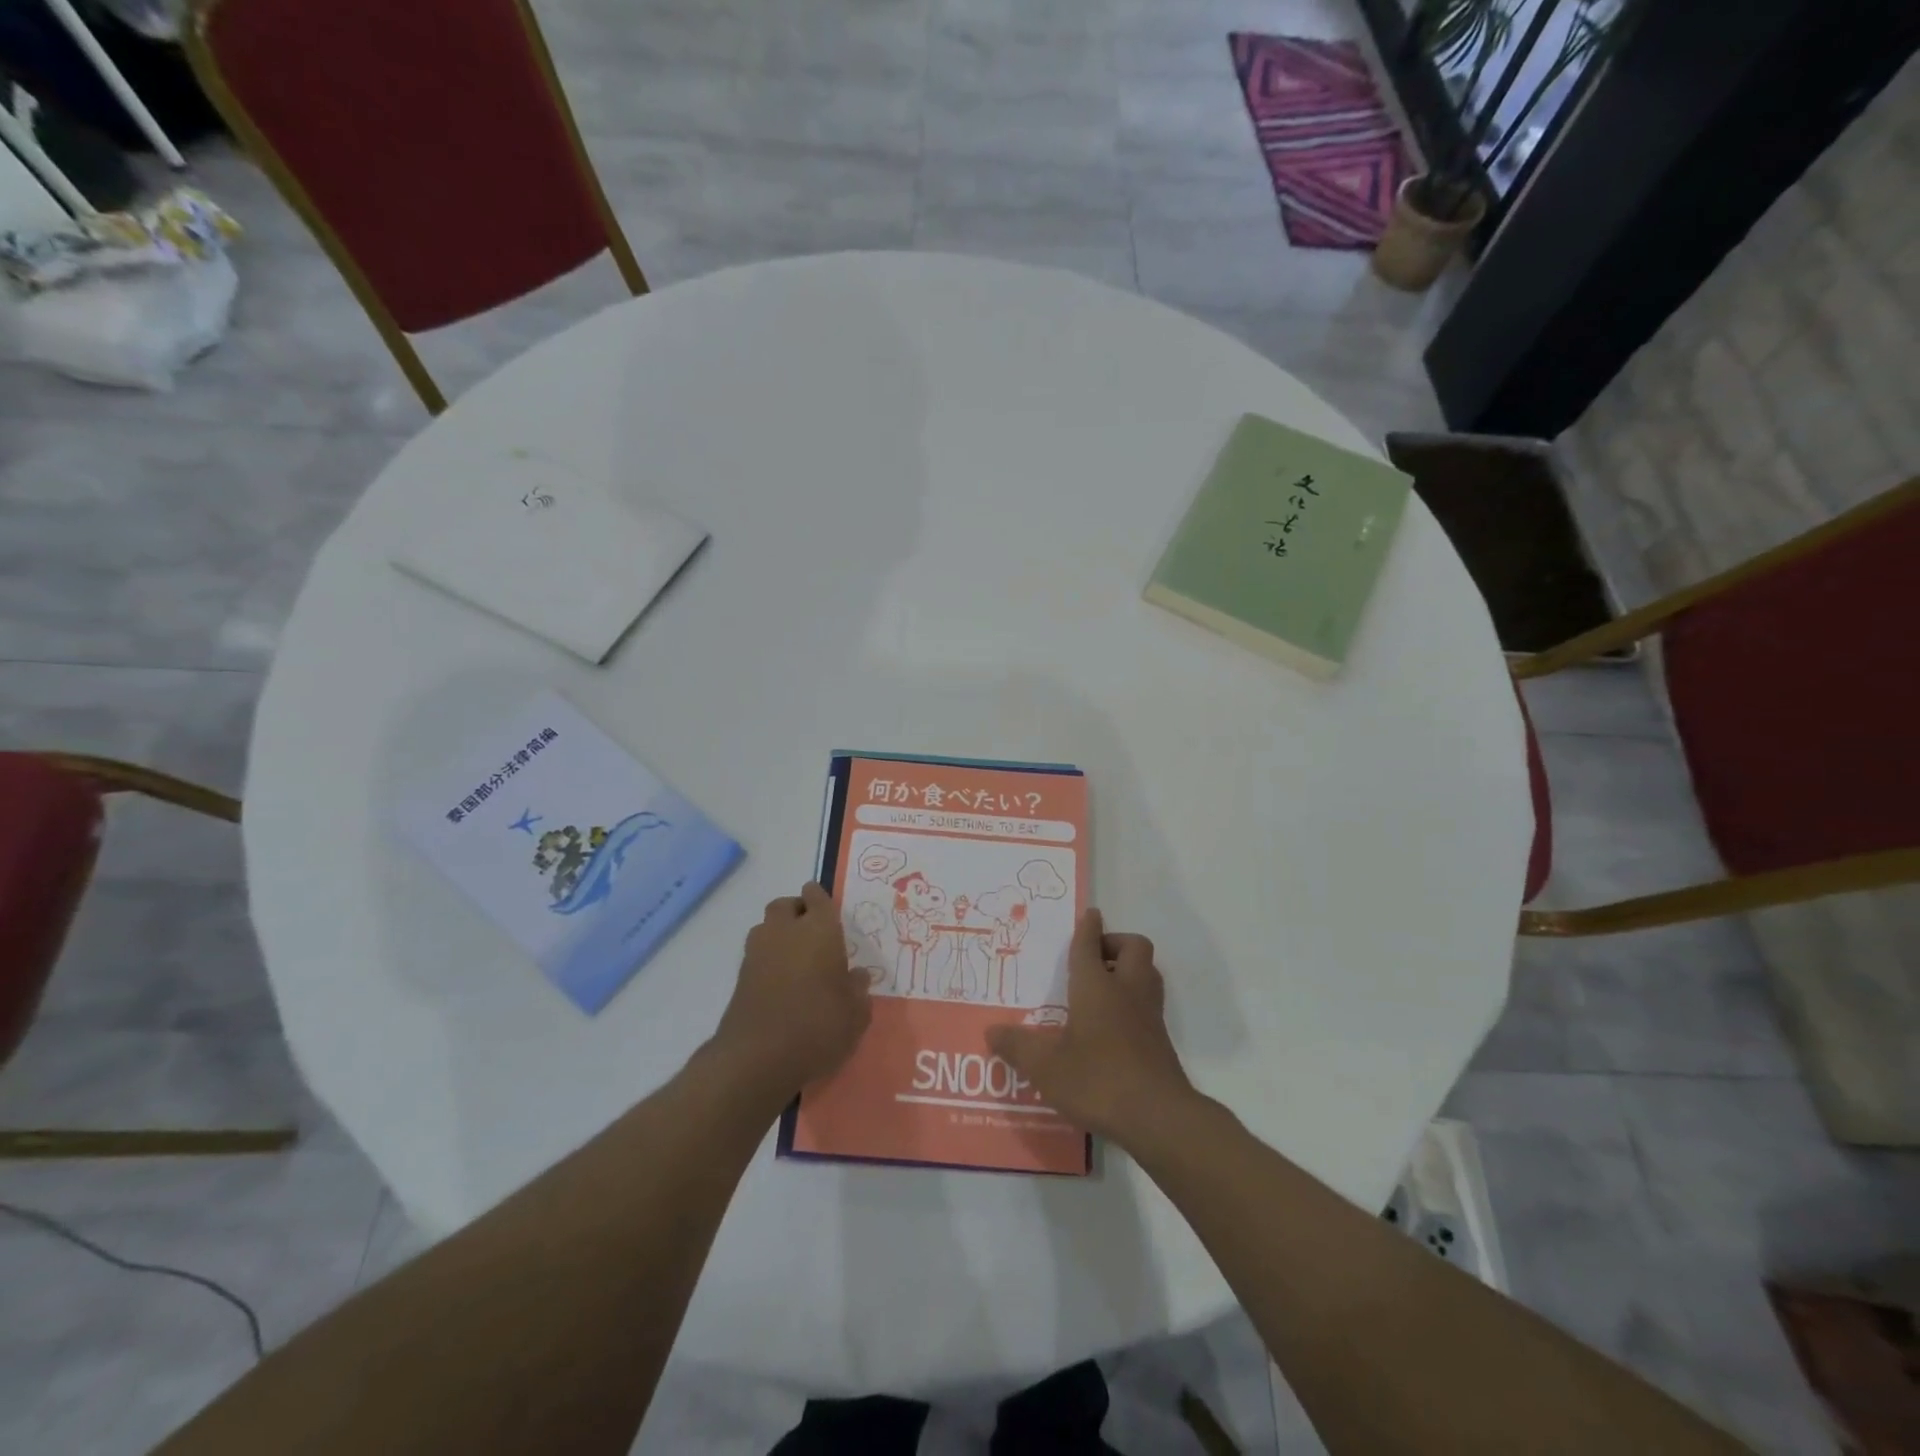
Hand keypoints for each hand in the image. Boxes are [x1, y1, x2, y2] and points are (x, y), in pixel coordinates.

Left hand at [712, 884, 871, 1104]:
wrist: (758, 1058)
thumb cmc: (818, 1026)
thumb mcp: (855, 1013)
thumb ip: (858, 990)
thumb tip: (856, 977)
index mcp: (819, 929)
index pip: (817, 896)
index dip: (820, 899)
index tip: (828, 910)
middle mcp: (785, 931)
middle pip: (785, 905)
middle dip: (797, 911)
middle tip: (813, 933)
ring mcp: (757, 953)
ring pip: (766, 927)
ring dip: (778, 934)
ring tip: (796, 959)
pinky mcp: (740, 978)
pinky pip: (756, 955)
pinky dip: (767, 961)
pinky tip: (781, 984)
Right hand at [986, 908, 1195, 1144]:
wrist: (1158, 1116)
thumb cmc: (1098, 1079)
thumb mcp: (1046, 1067)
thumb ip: (1018, 1047)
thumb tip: (991, 1031)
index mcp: (1096, 987)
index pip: (1090, 945)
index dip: (1088, 927)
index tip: (1090, 914)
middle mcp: (1127, 991)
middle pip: (1133, 948)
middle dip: (1115, 943)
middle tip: (1094, 958)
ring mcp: (1149, 1015)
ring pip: (1147, 973)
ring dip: (1129, 970)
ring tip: (1103, 987)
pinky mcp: (1160, 1040)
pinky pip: (1149, 1003)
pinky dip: (1134, 1001)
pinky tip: (1113, 1027)